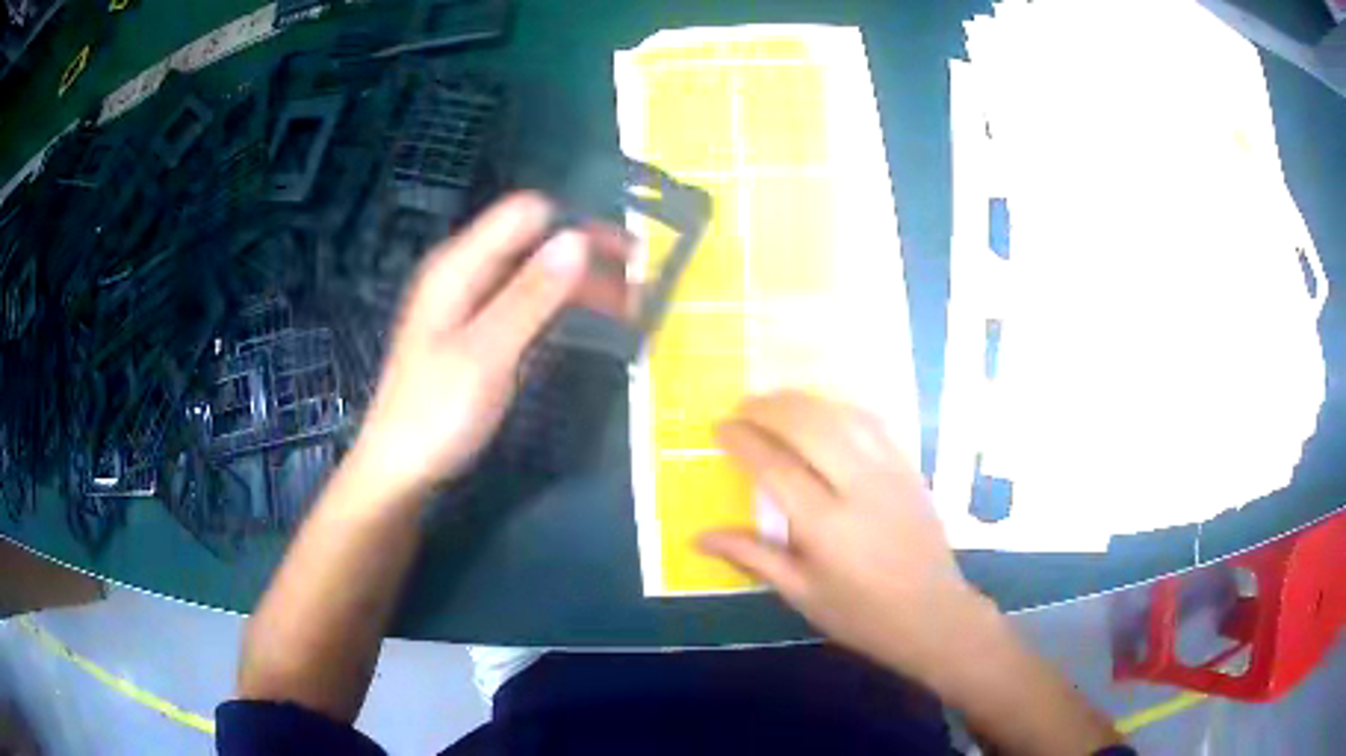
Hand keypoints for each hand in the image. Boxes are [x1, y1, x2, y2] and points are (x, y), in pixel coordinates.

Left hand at [348, 192, 631, 502]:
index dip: (578, 225)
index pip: (526, 214)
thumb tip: (579, 239)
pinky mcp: (481, 332)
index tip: (628, 258)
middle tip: (642, 289)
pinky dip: (562, 311)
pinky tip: (590, 328)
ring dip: (581, 286)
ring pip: (536, 275)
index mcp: (459, 266)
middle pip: (535, 242)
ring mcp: (473, 304)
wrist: (401, 470)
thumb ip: (531, 295)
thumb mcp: (487, 354)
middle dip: (588, 257)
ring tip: (631, 312)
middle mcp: (467, 273)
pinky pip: (528, 305)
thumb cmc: (436, 414)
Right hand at [699, 390, 993, 687]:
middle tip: (742, 407)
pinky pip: (872, 423)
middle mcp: (859, 488)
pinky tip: (823, 409)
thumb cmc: (860, 614)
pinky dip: (839, 408)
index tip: (719, 429)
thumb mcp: (801, 594)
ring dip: (803, 401)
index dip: (743, 441)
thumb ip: (752, 557)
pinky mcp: (909, 468)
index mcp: (826, 526)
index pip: (775, 467)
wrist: (932, 614)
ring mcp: (890, 472)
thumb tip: (698, 536)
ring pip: (842, 416)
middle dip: (770, 409)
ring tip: (774, 400)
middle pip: (809, 427)